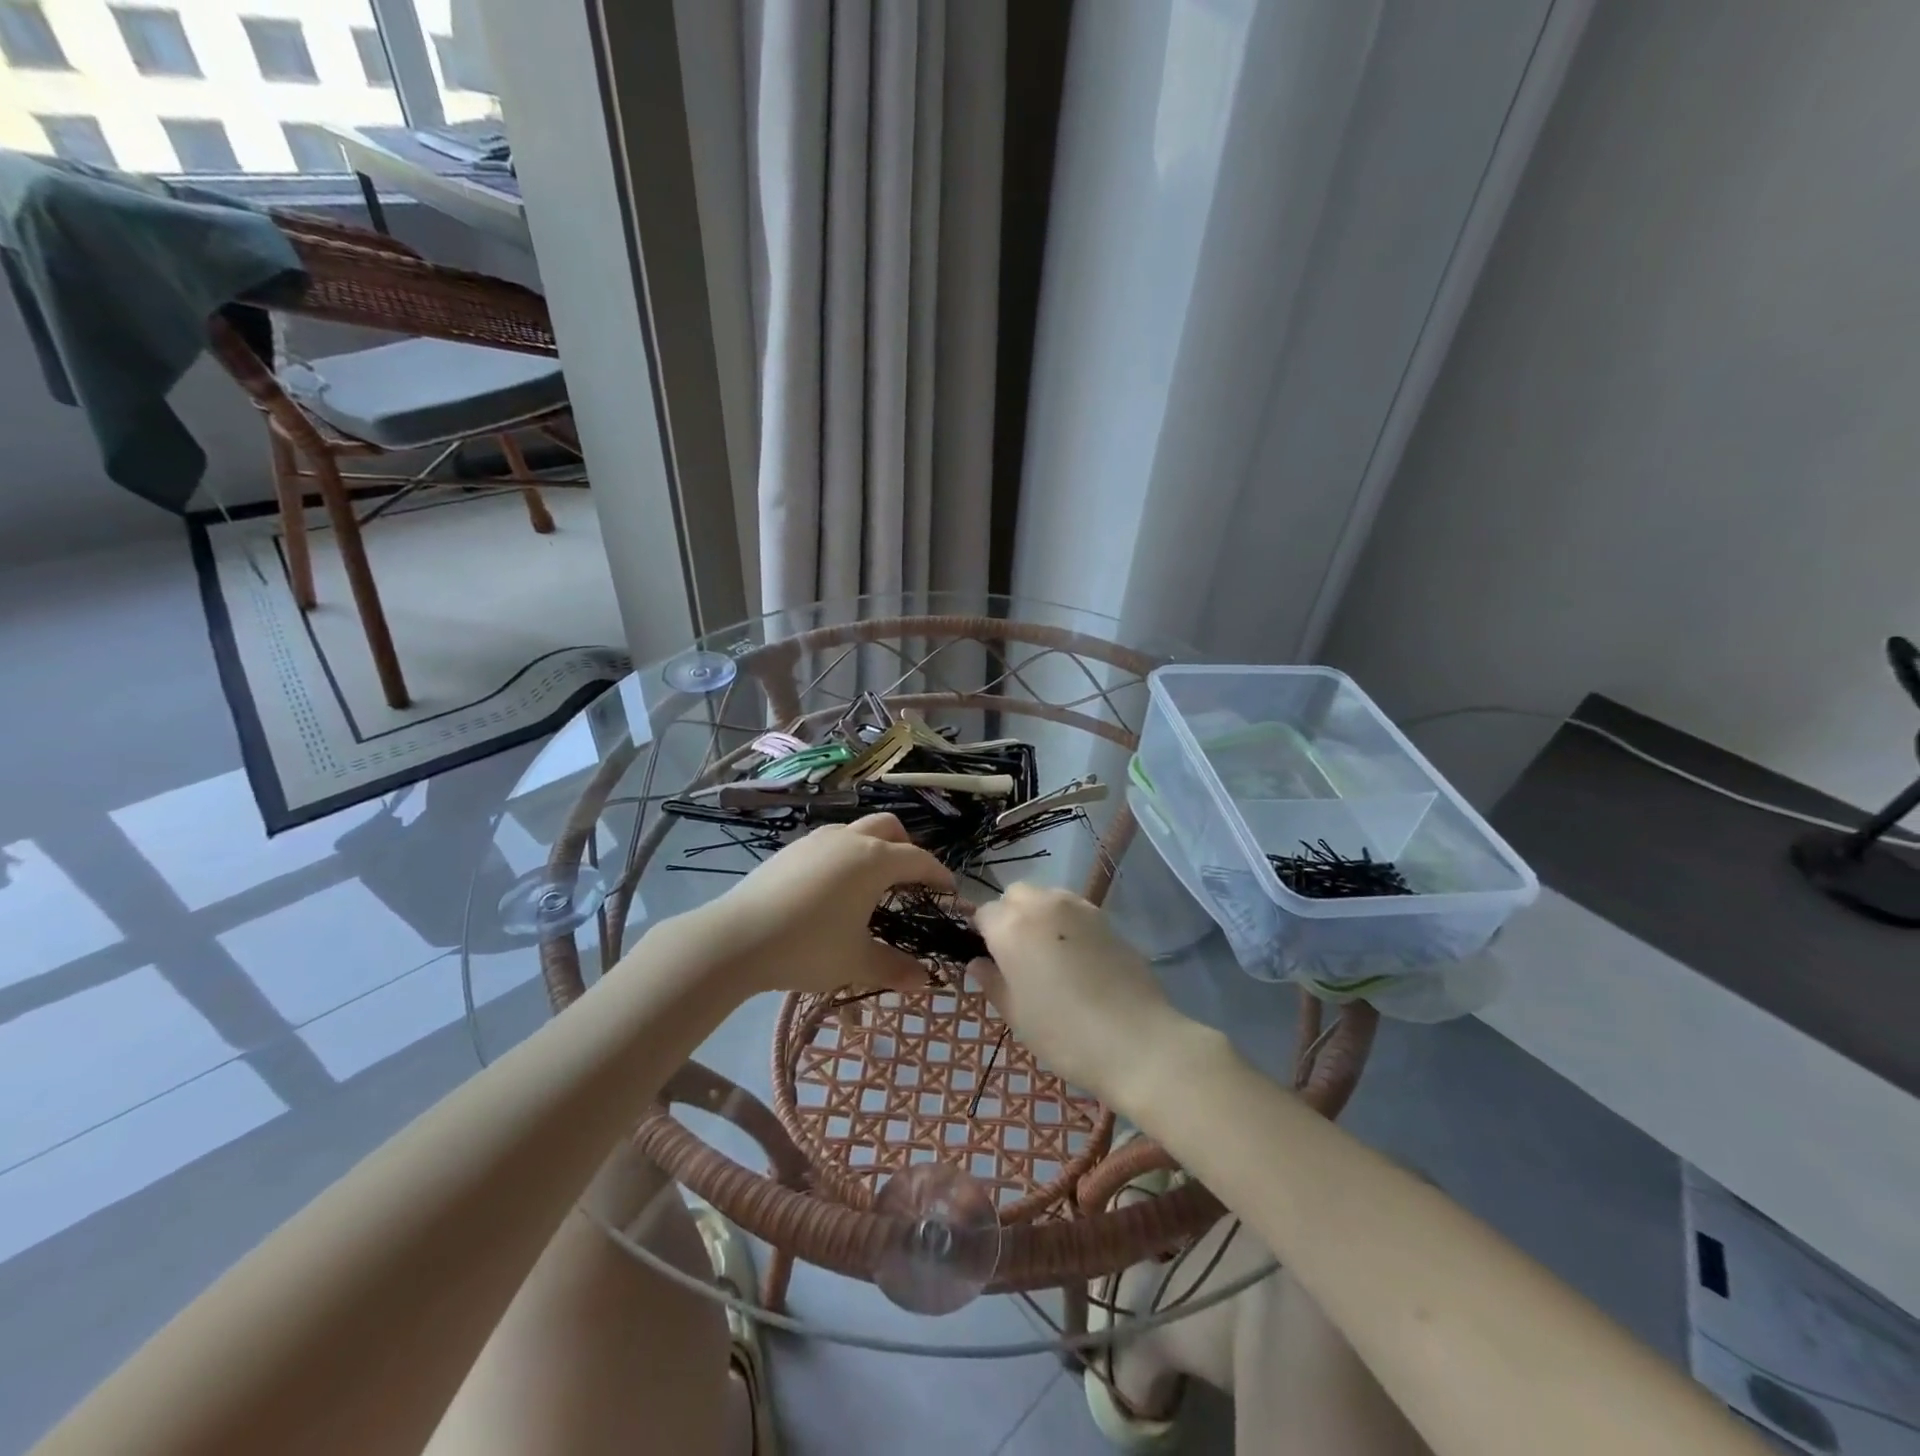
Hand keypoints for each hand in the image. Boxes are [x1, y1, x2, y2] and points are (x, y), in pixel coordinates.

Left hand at [685, 814, 953, 996]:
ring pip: (857, 829)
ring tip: (871, 882)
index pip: (919, 860)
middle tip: (910, 879)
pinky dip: (845, 854)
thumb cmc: (808, 946)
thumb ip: (894, 968)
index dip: (938, 874)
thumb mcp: (856, 962)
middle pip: (890, 827)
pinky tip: (832, 887)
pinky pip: (830, 841)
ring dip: (873, 847)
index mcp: (875, 861)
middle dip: (907, 847)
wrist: (736, 937)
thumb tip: (925, 981)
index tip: (949, 890)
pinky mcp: (791, 849)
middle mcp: (850, 840)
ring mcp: (817, 840)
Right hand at [969, 884, 1189, 1109]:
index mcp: (1012, 927)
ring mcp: (1079, 908)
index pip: (984, 913)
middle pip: (1016, 895)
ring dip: (1040, 914)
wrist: (1136, 1040)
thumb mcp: (1017, 1015)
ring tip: (1049, 954)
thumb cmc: (1064, 1034)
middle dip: (1010, 915)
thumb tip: (978, 963)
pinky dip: (1068, 923)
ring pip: (1047, 896)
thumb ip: (992, 982)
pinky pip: (1076, 910)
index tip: (990, 960)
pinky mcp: (1107, 919)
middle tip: (1017, 955)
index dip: (982, 934)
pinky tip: (1078, 958)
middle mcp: (1043, 905)